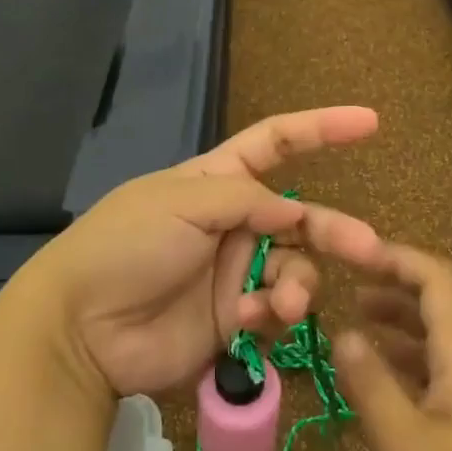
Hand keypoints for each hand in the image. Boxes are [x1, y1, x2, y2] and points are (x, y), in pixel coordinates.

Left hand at [13, 107, 382, 400]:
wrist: (81, 328)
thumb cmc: (127, 245)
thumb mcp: (182, 202)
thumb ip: (247, 199)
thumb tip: (295, 210)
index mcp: (216, 180)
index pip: (276, 143)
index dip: (321, 129)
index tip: (370, 122)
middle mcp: (232, 223)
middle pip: (299, 217)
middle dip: (334, 230)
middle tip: (369, 249)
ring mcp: (233, 272)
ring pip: (294, 269)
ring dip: (300, 283)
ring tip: (285, 302)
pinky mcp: (231, 319)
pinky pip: (273, 311)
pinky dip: (272, 314)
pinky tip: (249, 319)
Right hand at [334, 244, 451, 450]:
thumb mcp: (404, 441)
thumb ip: (371, 384)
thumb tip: (343, 334)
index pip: (437, 279)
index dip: (398, 257)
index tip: (355, 255)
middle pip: (439, 303)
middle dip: (394, 285)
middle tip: (347, 285)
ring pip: (438, 339)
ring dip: (399, 323)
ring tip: (356, 323)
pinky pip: (439, 371)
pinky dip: (406, 361)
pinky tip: (380, 381)